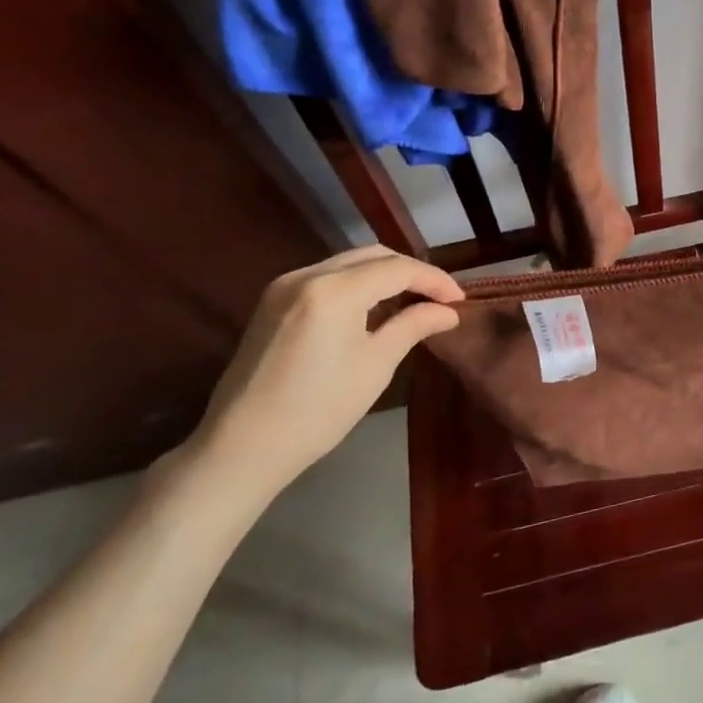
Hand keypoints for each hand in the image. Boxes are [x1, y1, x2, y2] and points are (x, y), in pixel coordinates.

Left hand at [187, 245, 463, 496]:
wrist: (242, 446)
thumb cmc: (319, 409)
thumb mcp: (376, 365)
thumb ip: (413, 326)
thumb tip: (448, 311)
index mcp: (334, 290)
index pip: (398, 268)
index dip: (434, 280)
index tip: (459, 301)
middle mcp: (307, 275)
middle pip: (373, 256)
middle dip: (411, 272)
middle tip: (439, 299)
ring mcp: (285, 285)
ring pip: (349, 263)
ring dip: (384, 276)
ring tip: (412, 302)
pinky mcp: (273, 301)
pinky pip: (327, 277)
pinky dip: (357, 284)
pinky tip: (373, 309)